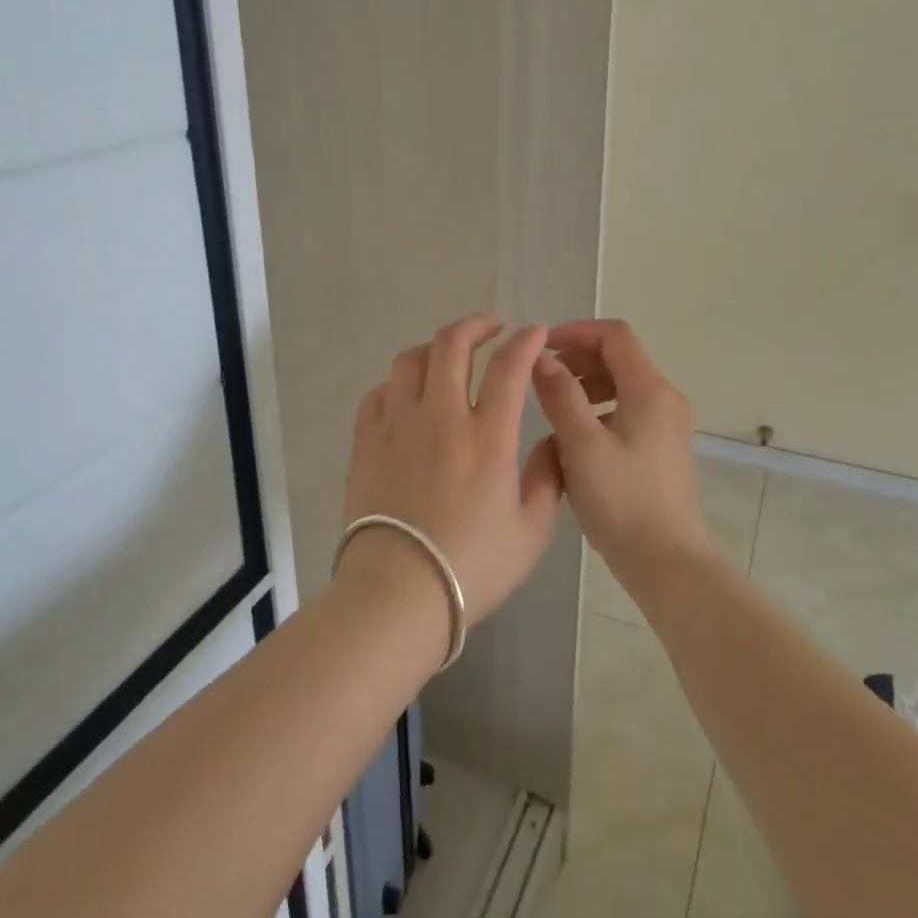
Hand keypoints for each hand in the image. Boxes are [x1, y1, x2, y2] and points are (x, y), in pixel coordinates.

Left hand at [338, 317, 563, 625]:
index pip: (509, 367)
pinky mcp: (367, 440)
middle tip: (492, 328)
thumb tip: (550, 443)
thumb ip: (547, 479)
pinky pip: (380, 393)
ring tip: (449, 357)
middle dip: (476, 326)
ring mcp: (398, 424)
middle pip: (452, 345)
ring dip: (435, 348)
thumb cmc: (472, 567)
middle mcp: (441, 416)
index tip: (535, 332)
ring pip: (411, 360)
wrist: (399, 591)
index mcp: (487, 437)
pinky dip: (399, 384)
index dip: (526, 340)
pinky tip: (409, 397)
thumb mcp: (531, 532)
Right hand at [530, 319, 706, 570]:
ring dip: (585, 385)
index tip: (540, 348)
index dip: (575, 332)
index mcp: (651, 391)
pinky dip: (598, 410)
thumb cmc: (622, 501)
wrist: (667, 563)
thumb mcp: (582, 445)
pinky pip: (627, 411)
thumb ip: (560, 395)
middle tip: (541, 378)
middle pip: (619, 357)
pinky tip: (574, 439)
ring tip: (553, 408)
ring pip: (622, 385)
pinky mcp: (662, 448)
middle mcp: (665, 400)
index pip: (614, 335)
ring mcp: (667, 425)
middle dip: (577, 359)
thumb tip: (543, 359)